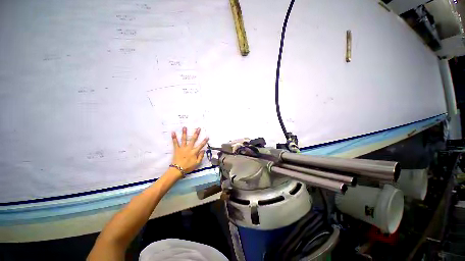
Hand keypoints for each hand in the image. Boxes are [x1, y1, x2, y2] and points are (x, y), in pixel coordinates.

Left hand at [171, 127, 208, 173]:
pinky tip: (173, 132)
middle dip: (196, 133)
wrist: (178, 170)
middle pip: (193, 139)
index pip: (201, 145)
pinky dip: (174, 138)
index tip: (207, 136)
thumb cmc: (188, 167)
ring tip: (184, 127)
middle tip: (198, 128)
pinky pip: (175, 142)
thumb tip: (203, 150)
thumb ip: (201, 156)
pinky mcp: (177, 149)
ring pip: (184, 139)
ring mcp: (182, 148)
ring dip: (184, 133)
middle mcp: (189, 148)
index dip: (204, 141)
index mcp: (194, 152)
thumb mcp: (197, 163)